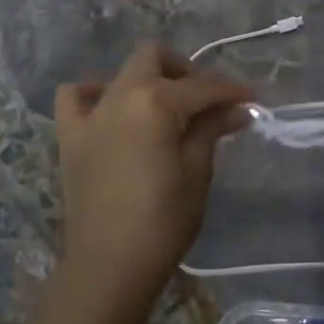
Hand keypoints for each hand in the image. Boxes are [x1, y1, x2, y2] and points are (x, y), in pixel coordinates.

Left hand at [54, 43, 253, 305]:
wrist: (109, 266)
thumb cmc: (163, 221)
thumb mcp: (197, 172)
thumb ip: (212, 129)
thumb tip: (237, 109)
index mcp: (155, 101)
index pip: (202, 86)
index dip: (232, 91)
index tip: (253, 101)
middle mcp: (120, 94)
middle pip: (155, 57)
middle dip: (186, 71)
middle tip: (206, 102)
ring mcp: (91, 112)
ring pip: (122, 73)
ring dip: (148, 80)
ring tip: (166, 109)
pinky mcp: (70, 135)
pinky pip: (76, 96)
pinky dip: (94, 94)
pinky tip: (112, 110)